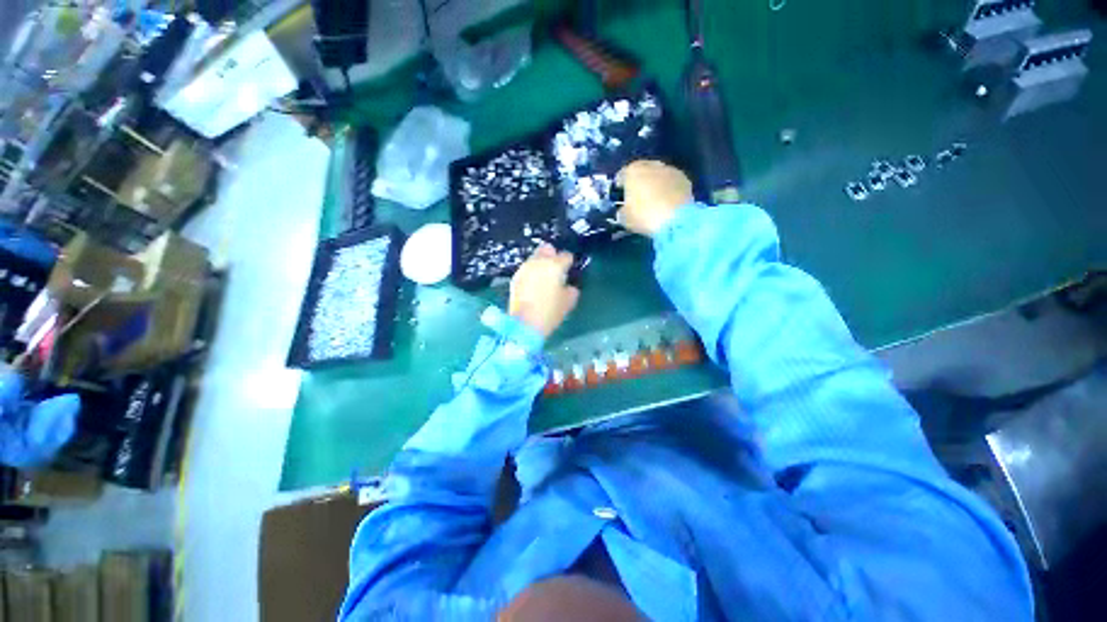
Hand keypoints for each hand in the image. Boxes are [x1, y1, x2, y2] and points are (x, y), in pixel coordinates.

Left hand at [509, 244, 579, 337]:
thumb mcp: (568, 302)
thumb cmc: (550, 312)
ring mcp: (524, 268)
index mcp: (555, 265)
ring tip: (544, 277)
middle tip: (556, 268)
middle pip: (547, 249)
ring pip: (534, 257)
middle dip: (552, 255)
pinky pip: (526, 269)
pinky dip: (531, 273)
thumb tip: (569, 286)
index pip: (566, 256)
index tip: (570, 270)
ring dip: (540, 263)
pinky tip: (534, 285)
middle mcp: (538, 262)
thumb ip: (571, 290)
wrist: (524, 324)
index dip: (569, 262)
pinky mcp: (515, 277)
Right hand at [615, 160, 694, 236]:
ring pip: (658, 176)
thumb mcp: (624, 218)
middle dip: (638, 183)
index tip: (620, 198)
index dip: (619, 188)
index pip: (621, 175)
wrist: (676, 220)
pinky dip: (668, 190)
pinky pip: (671, 183)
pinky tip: (666, 204)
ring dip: (654, 185)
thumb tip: (624, 210)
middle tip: (637, 199)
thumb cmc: (644, 216)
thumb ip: (621, 211)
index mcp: (632, 171)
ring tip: (653, 202)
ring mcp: (670, 170)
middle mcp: (651, 165)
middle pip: (641, 172)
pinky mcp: (685, 179)